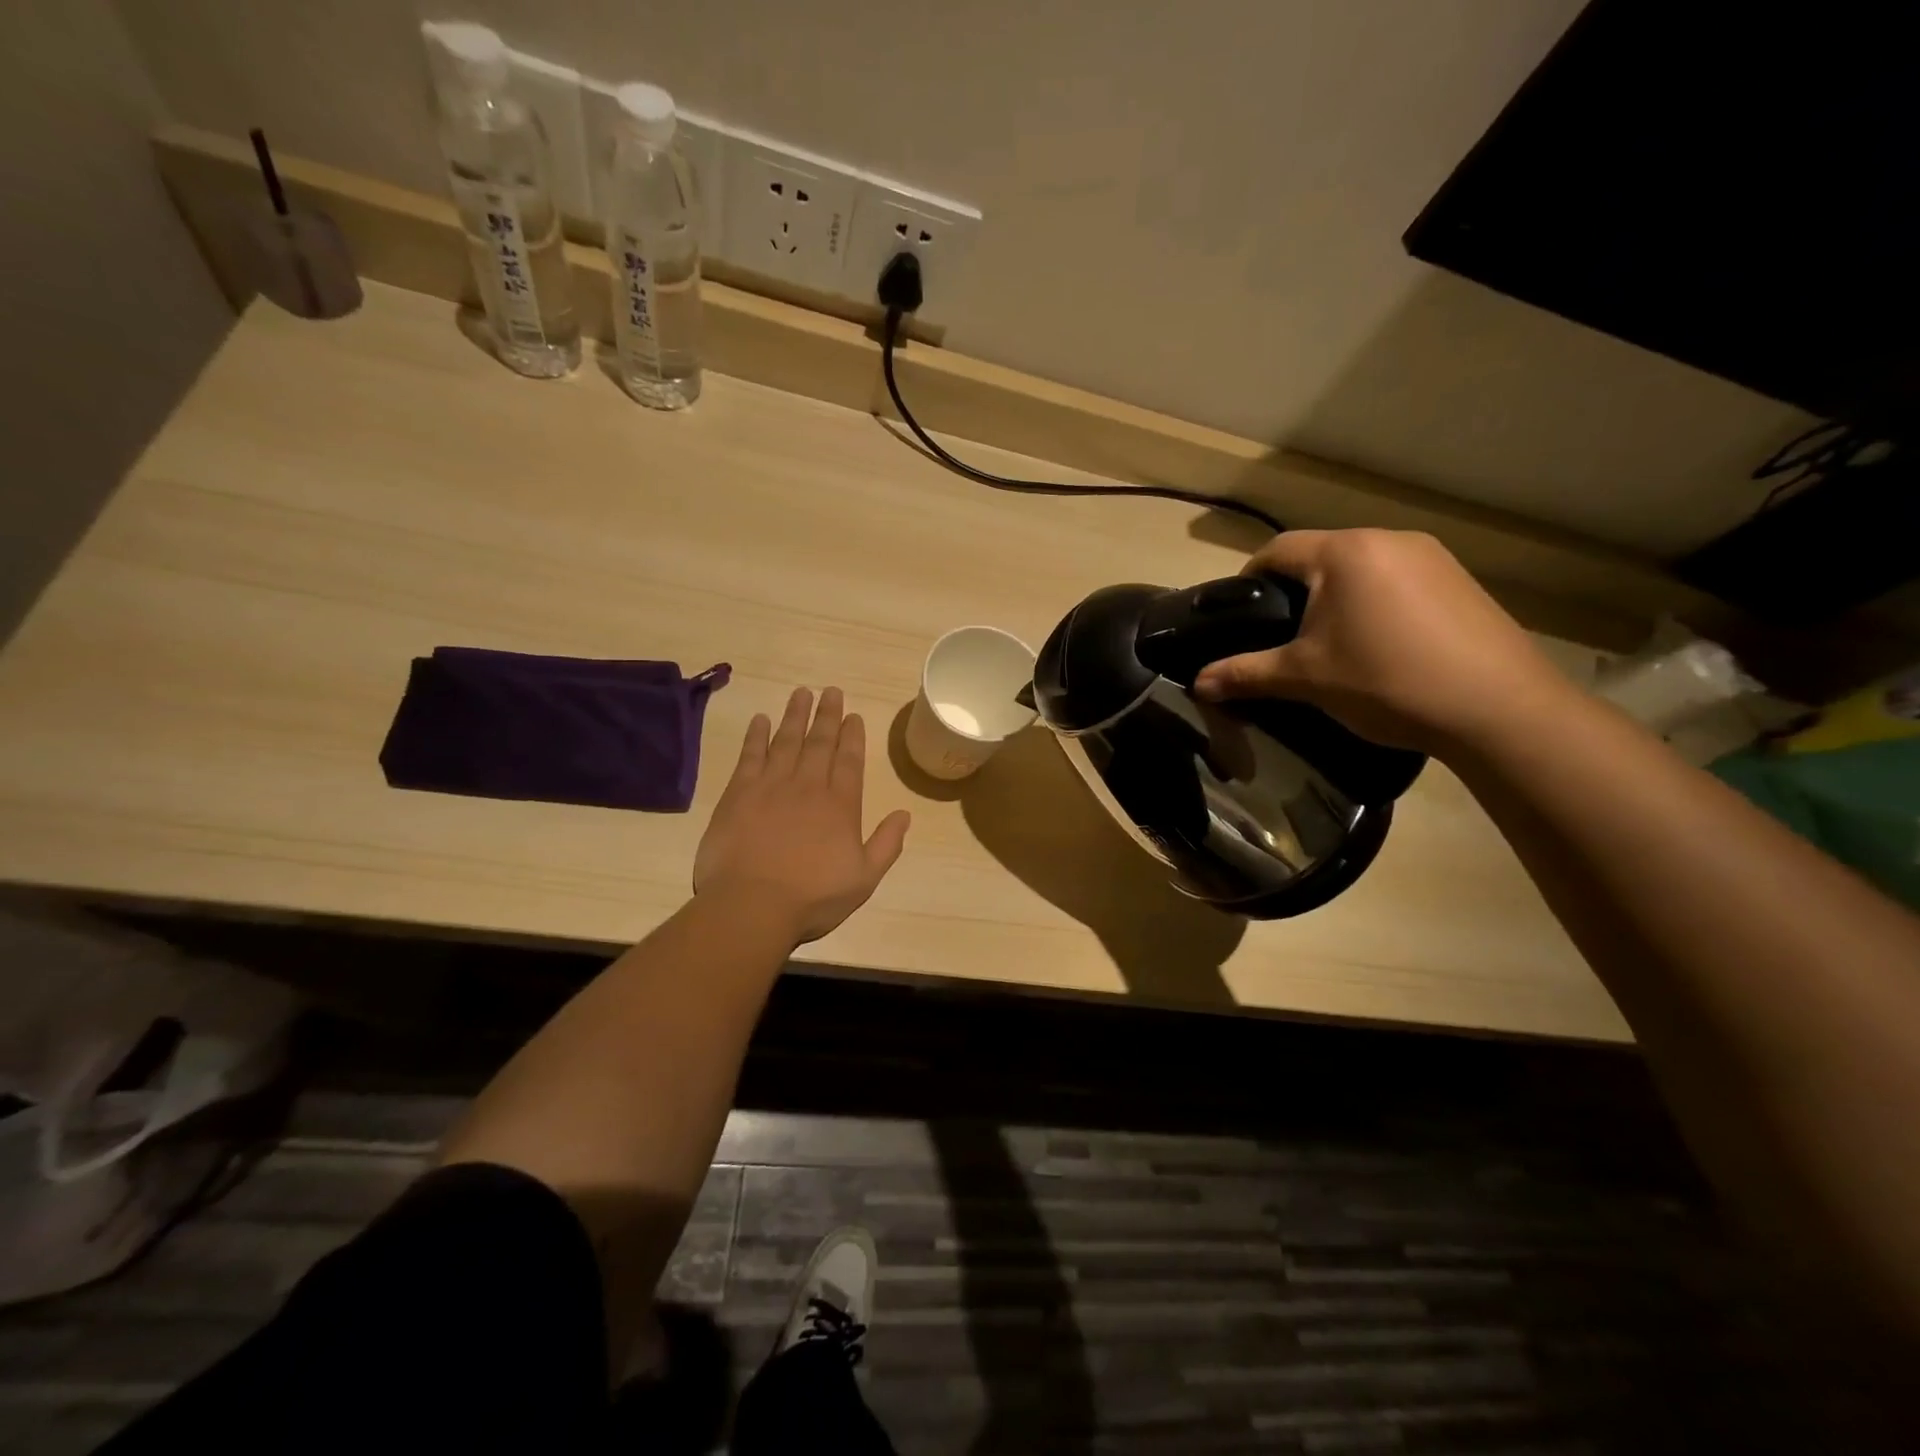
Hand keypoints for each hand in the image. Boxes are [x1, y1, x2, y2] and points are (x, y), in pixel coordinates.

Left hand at [693, 687, 910, 943]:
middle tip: (831, 691)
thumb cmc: (812, 897)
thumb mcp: (864, 879)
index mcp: (840, 805)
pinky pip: (750, 755)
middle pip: (820, 742)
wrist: (751, 905)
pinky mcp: (739, 793)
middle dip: (827, 715)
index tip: (854, 715)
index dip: (853, 736)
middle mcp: (808, 786)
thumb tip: (905, 814)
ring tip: (801, 692)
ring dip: (795, 715)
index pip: (850, 761)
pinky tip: (761, 719)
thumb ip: (887, 845)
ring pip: (786, 741)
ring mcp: (771, 786)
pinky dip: (757, 735)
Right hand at [1192, 529, 1577, 754]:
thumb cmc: (1386, 681)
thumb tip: (1197, 683)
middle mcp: (1388, 540)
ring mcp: (1432, 557)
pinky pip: (1398, 580)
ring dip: (1338, 596)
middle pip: (1321, 555)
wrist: (1498, 708)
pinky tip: (1382, 645)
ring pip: (1361, 567)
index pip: (1278, 548)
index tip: (1241, 614)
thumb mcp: (1306, 679)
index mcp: (1345, 553)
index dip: (1250, 577)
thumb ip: (1246, 674)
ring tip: (1332, 643)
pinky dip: (1376, 603)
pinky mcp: (1460, 580)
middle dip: (1295, 590)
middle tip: (1283, 636)